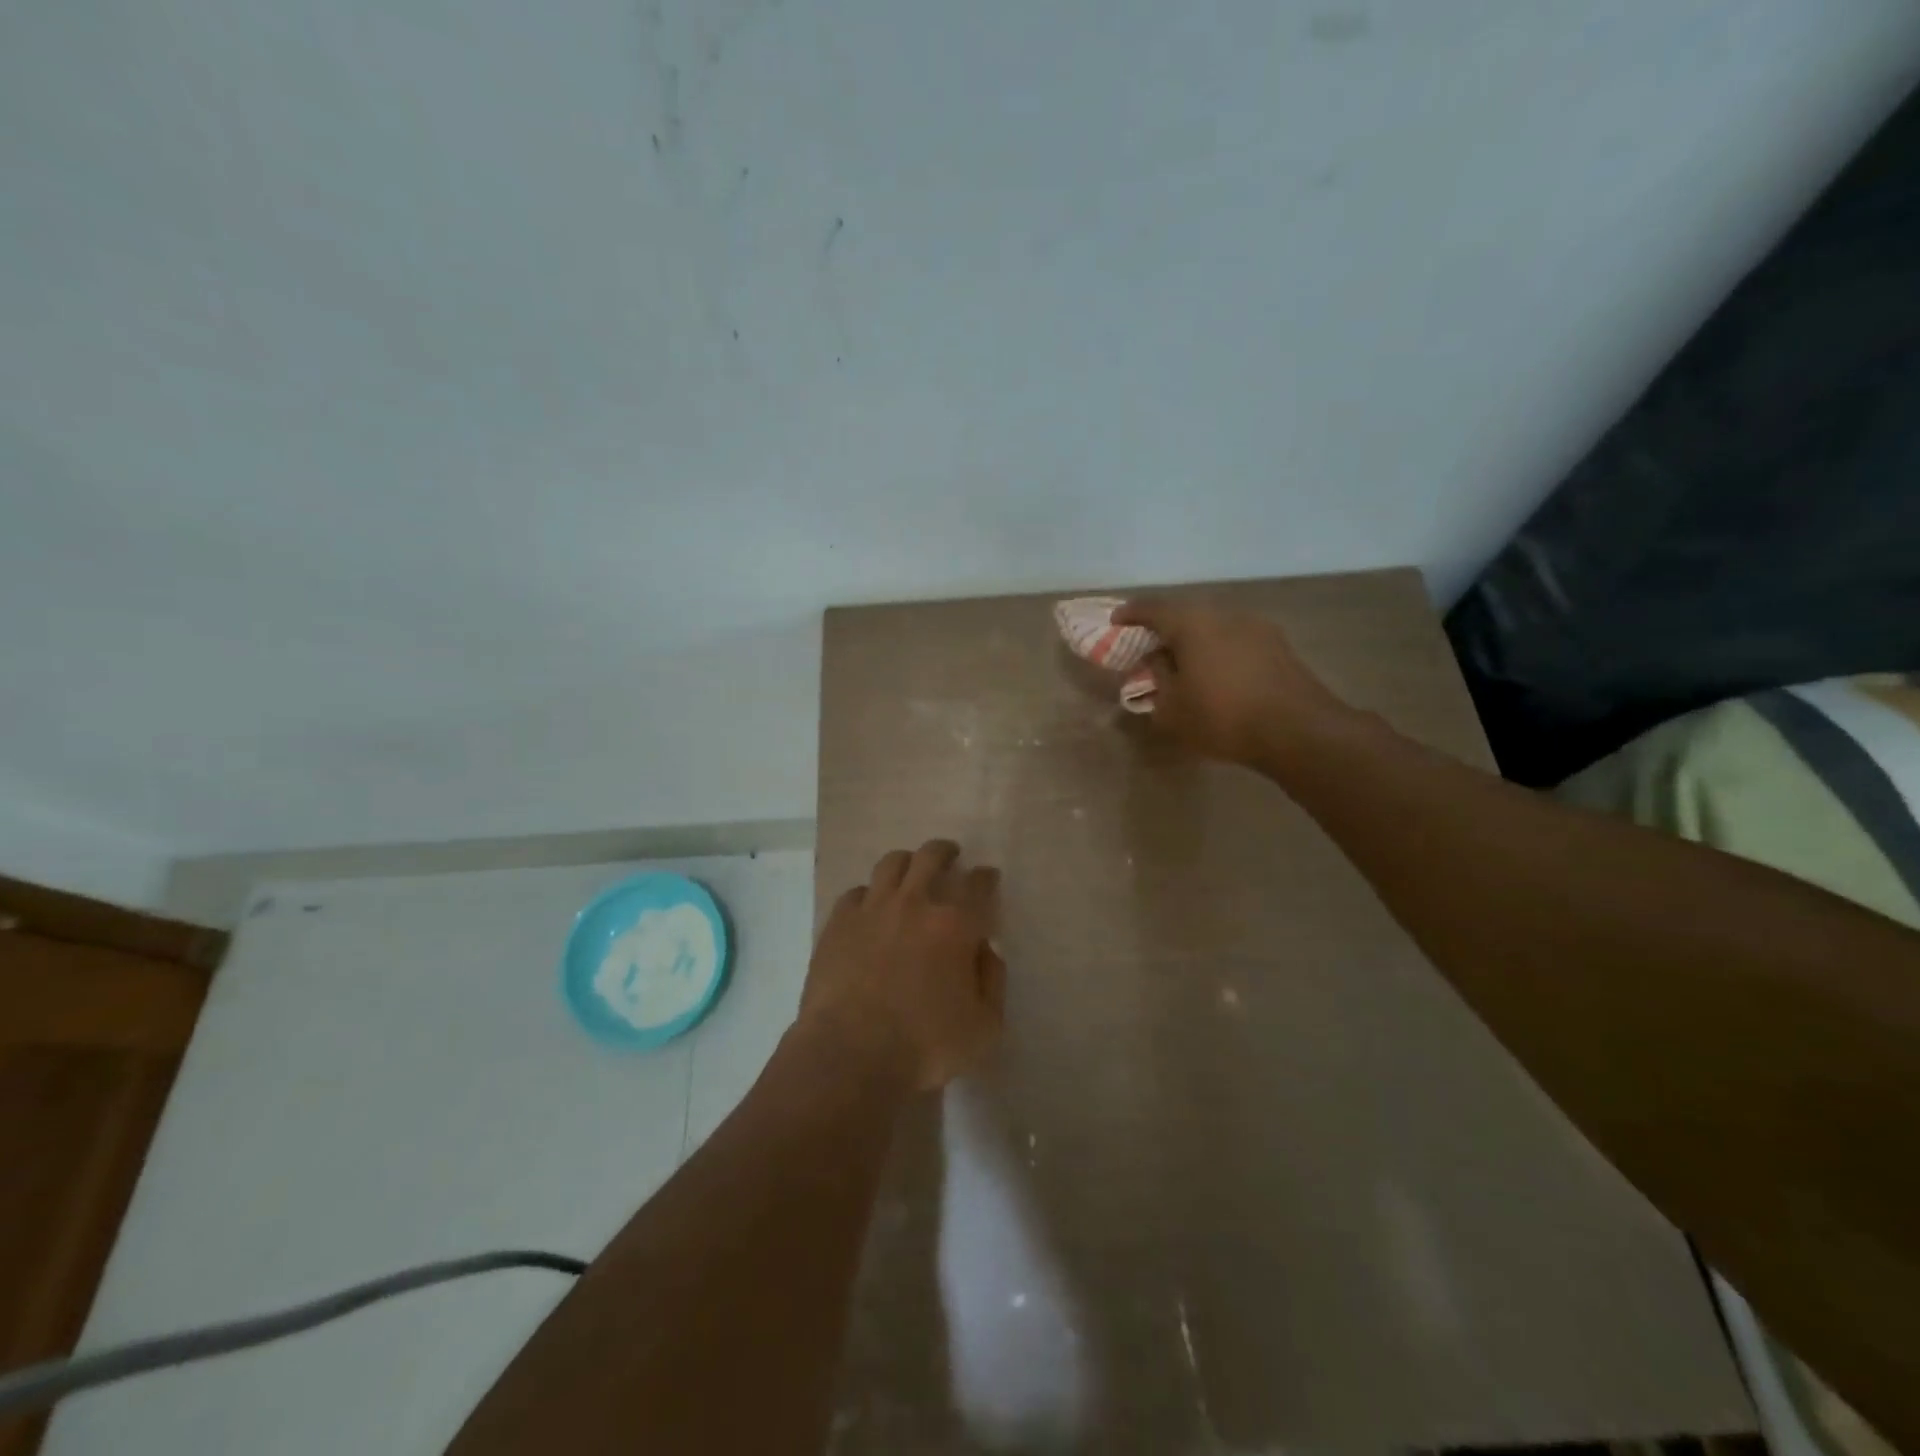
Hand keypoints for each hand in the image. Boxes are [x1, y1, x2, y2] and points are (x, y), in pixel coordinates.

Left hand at [801, 840, 1005, 1090]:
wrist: (850, 1054)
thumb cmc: (924, 1047)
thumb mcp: (984, 1028)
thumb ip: (992, 982)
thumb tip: (986, 950)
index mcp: (955, 925)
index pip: (977, 885)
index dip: (986, 877)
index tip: (988, 876)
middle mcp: (914, 904)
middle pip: (931, 857)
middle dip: (945, 852)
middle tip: (950, 855)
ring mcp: (872, 909)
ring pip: (891, 864)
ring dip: (907, 861)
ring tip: (910, 869)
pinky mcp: (838, 923)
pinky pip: (856, 892)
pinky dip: (869, 894)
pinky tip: (870, 905)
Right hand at [1113, 598, 1351, 767]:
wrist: (1297, 731)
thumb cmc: (1222, 716)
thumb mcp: (1172, 708)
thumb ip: (1158, 679)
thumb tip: (1159, 661)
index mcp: (1193, 623)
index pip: (1153, 608)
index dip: (1131, 614)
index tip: (1116, 620)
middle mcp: (1225, 615)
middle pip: (1186, 614)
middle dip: (1165, 629)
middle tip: (1150, 647)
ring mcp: (1257, 627)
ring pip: (1214, 627)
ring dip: (1196, 641)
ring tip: (1185, 664)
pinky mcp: (1279, 646)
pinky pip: (1236, 641)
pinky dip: (1219, 652)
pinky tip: (1217, 675)